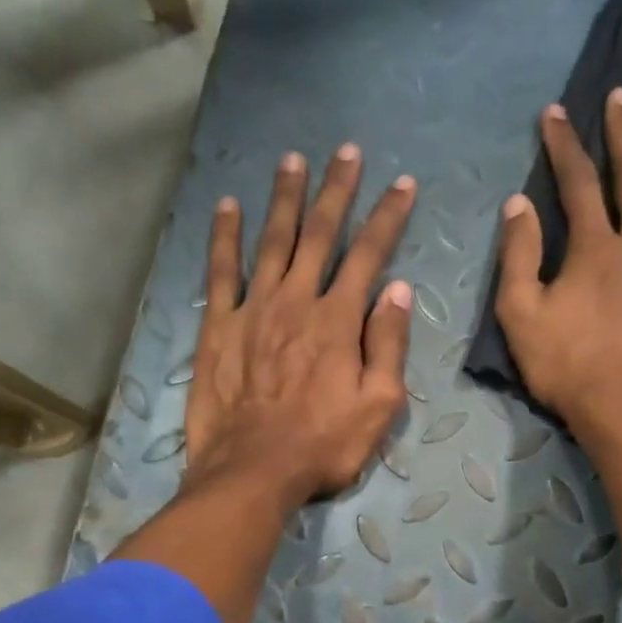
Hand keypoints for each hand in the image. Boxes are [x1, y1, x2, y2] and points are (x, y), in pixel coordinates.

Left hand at [184, 144, 416, 509]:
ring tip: (292, 160)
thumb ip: (388, 345)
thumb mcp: (378, 406)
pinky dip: (224, 236)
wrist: (252, 471)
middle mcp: (296, 301)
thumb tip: (398, 290)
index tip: (403, 183)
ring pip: (272, 241)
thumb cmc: (323, 445)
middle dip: (337, 190)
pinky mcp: (218, 327)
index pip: (369, 255)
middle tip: (346, 151)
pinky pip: (221, 272)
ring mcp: (253, 309)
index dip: (388, 217)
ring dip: (284, 198)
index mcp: (339, 321)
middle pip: (320, 234)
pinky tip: (228, 205)